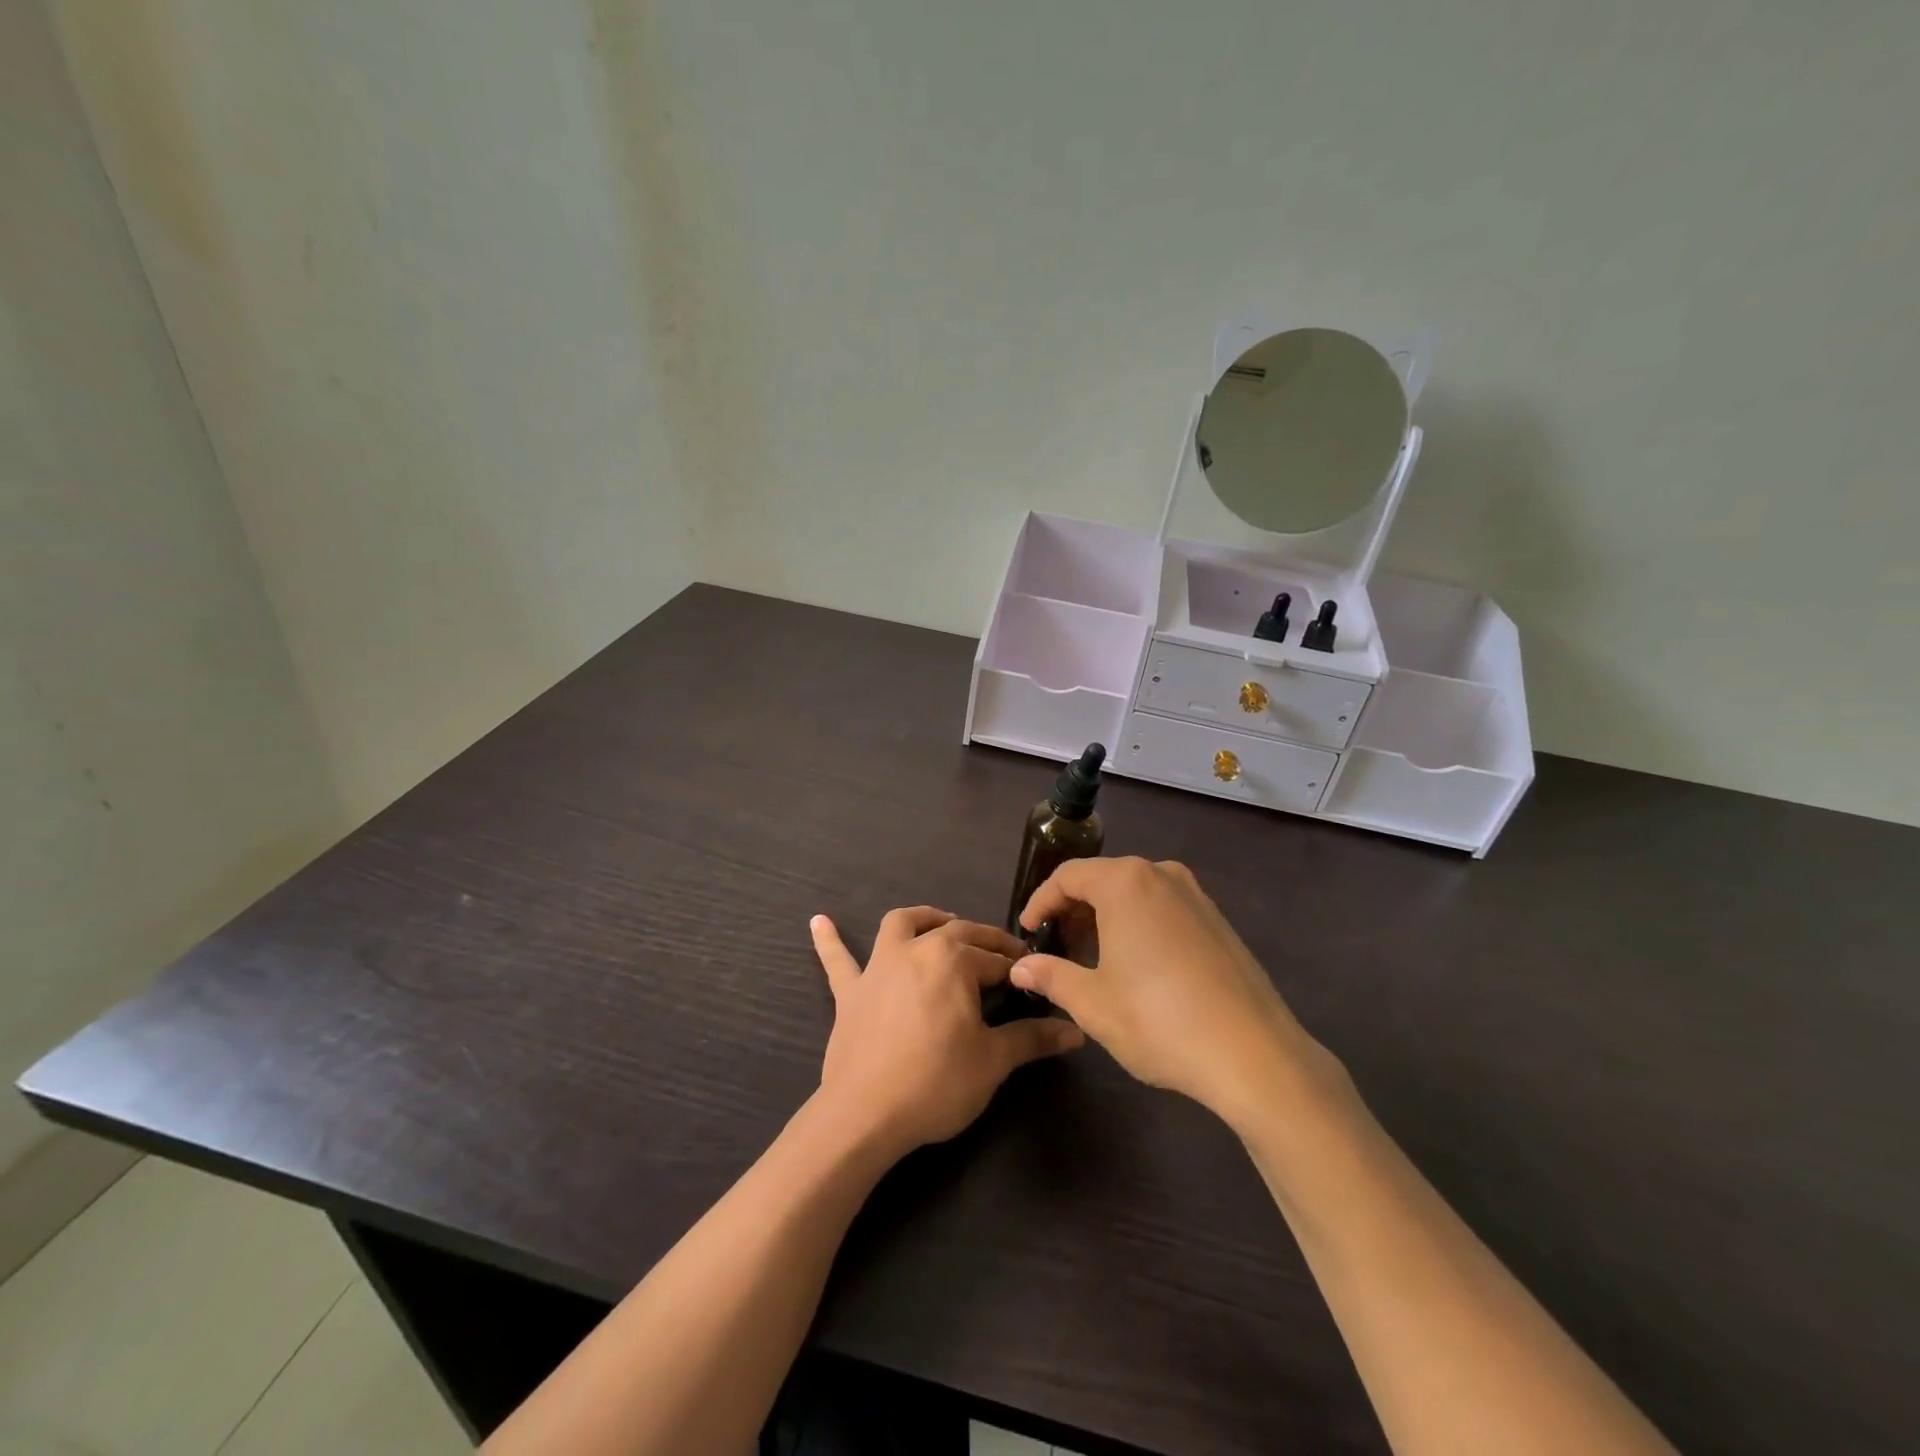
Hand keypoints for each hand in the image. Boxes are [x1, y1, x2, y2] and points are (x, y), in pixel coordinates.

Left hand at [810, 906, 1082, 1158]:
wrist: (865, 1114)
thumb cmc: (936, 1082)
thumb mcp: (993, 1060)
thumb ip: (1033, 1039)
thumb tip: (1076, 1032)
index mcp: (954, 959)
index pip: (997, 959)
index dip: (1019, 970)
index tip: (1035, 980)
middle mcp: (916, 949)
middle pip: (957, 932)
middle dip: (985, 941)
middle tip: (1005, 957)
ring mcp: (879, 966)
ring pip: (902, 924)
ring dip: (924, 918)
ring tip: (940, 922)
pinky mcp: (850, 991)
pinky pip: (838, 960)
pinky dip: (830, 940)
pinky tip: (819, 922)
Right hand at [1011, 858, 1339, 1126]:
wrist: (1255, 1056)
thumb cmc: (1160, 1021)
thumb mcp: (1093, 1003)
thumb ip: (1050, 976)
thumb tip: (1020, 968)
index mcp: (1126, 882)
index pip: (1068, 876)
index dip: (1041, 902)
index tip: (1028, 932)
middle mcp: (1161, 875)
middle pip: (1102, 879)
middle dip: (1073, 910)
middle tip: (1057, 947)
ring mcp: (1195, 895)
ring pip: (1134, 893)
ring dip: (1105, 917)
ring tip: (1091, 958)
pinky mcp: (1217, 920)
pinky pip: (1162, 908)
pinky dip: (1138, 924)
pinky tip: (1136, 966)